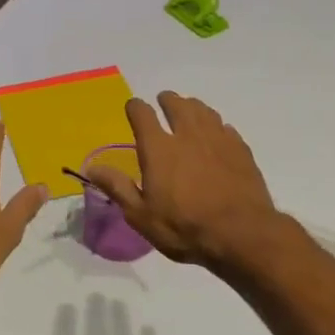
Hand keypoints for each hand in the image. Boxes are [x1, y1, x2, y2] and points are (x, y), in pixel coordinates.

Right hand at [81, 92, 283, 265]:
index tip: (133, 108)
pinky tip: (218, 135)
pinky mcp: (241, 150)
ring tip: (189, 111)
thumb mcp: (141, 215)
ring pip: (204, 111)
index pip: (142, 114)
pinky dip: (217, 126)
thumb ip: (117, 187)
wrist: (242, 234)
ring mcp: (218, 139)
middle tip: (164, 102)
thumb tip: (91, 166)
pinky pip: (226, 128)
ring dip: (193, 107)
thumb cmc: (184, 227)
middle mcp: (187, 135)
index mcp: (159, 148)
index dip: (135, 107)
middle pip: (177, 104)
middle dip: (167, 100)